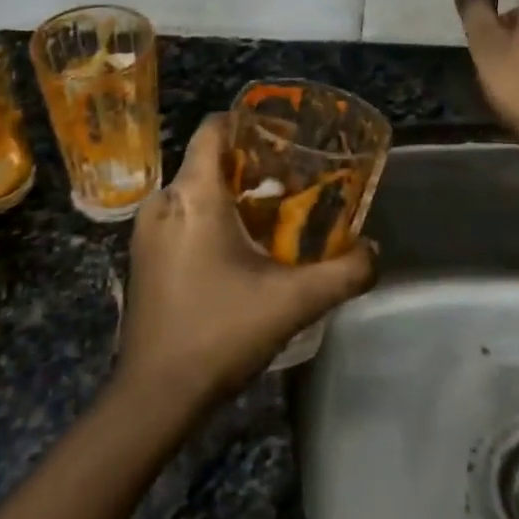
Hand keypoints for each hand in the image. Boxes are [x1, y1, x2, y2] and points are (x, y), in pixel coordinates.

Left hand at [117, 114, 376, 410]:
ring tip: (274, 218)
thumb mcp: (294, 301)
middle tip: (294, 183)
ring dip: (233, 197)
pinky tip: (241, 251)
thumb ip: (344, 272)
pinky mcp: (144, 258)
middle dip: (251, 166)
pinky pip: (181, 218)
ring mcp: (147, 232)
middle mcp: (162, 202)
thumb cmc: (220, 332)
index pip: (213, 129)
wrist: (155, 395)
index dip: (248, 122)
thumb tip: (374, 251)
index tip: (285, 136)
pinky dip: (211, 220)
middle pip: (208, 162)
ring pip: (195, 192)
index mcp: (193, 195)